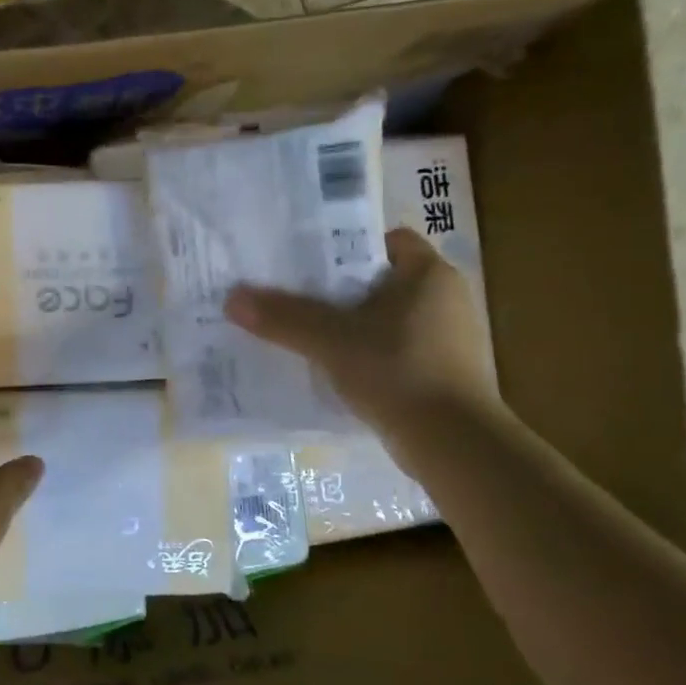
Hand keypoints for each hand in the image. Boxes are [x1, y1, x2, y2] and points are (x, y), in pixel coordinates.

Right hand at [224, 227, 498, 459]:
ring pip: (386, 317)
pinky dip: (366, 353)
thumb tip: (232, 298)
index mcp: (429, 274)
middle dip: (338, 288)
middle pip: (380, 280)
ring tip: (304, 331)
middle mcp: (445, 298)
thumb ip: (283, 317)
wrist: (453, 444)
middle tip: (292, 294)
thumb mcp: (331, 340)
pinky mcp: (443, 373)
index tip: (307, 260)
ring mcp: (448, 339)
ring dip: (350, 324)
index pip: (386, 240)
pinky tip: (334, 367)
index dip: (346, 245)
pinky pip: (394, 349)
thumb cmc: (398, 372)